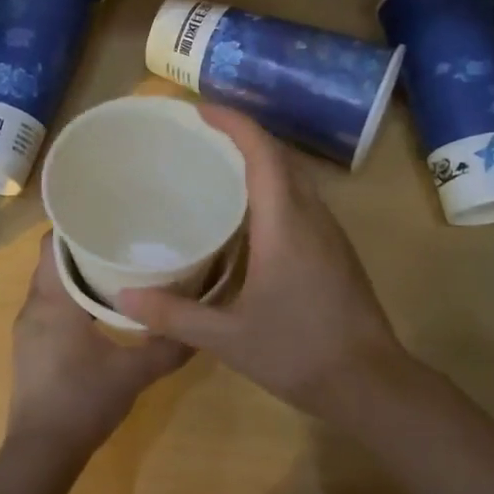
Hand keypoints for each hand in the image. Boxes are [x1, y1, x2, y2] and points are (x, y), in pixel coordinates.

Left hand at [8, 233, 189, 460]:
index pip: (53, 244)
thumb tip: (200, 327)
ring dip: (76, 273)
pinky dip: (70, 297)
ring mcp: (28, 328)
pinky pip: (49, 305)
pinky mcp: (30, 347)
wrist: (41, 453)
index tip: (107, 216)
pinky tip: (100, 308)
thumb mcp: (133, 373)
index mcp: (53, 301)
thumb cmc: (83, 402)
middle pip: (52, 261)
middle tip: (122, 238)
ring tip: (115, 267)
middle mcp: (34, 306)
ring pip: (50, 284)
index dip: (76, 226)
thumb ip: (167, 347)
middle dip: (83, 247)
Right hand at [117, 105, 406, 421]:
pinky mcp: (336, 250)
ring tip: (219, 166)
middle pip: (280, 156)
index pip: (262, 153)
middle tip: (201, 135)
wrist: (371, 384)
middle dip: (243, 135)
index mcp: (285, 223)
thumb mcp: (228, 338)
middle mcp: (312, 216)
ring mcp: (330, 233)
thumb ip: (174, 315)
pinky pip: (302, 200)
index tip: (200, 109)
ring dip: (261, 160)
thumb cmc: (298, 353)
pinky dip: (274, 187)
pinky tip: (249, 215)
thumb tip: (122, 297)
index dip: (233, 123)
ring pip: (296, 177)